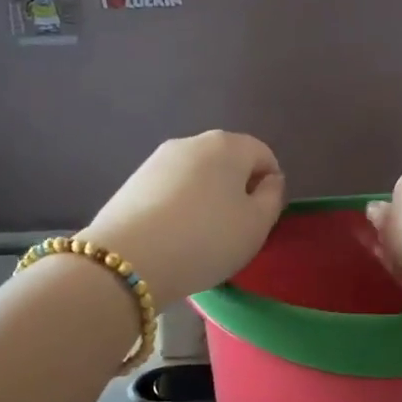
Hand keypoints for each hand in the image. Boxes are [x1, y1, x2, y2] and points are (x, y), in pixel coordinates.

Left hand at [82, 132, 284, 304]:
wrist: (129, 259)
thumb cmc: (207, 239)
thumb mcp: (257, 225)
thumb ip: (272, 197)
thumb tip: (268, 180)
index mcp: (228, 145)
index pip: (263, 156)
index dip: (269, 186)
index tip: (261, 219)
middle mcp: (192, 142)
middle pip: (227, 162)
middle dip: (236, 190)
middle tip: (233, 230)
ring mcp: (157, 160)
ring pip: (196, 176)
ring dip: (206, 199)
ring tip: (200, 237)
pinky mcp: (133, 181)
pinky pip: (170, 190)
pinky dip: (179, 207)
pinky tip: (173, 237)